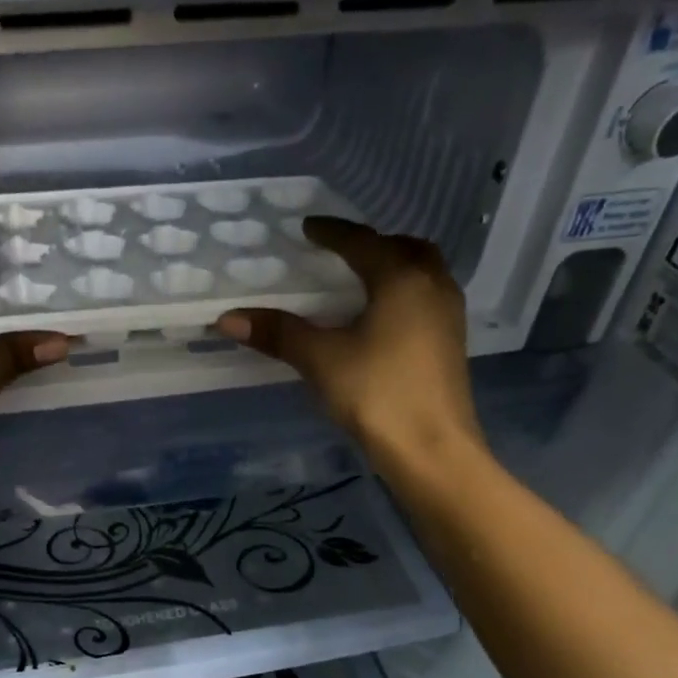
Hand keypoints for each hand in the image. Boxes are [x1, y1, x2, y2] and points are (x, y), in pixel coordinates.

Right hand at [213, 217, 483, 469]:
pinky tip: (384, 319)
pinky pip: (427, 299)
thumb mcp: (321, 360)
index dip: (333, 233)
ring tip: (363, 282)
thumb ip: (279, 333)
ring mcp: (448, 317)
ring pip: (424, 274)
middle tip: (343, 252)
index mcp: (401, 279)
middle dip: (374, 244)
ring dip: (395, 267)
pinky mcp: (450, 345)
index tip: (309, 227)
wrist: (432, 450)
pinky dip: (405, 293)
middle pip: (406, 249)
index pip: (363, 243)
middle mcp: (432, 287)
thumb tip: (227, 319)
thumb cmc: (377, 394)